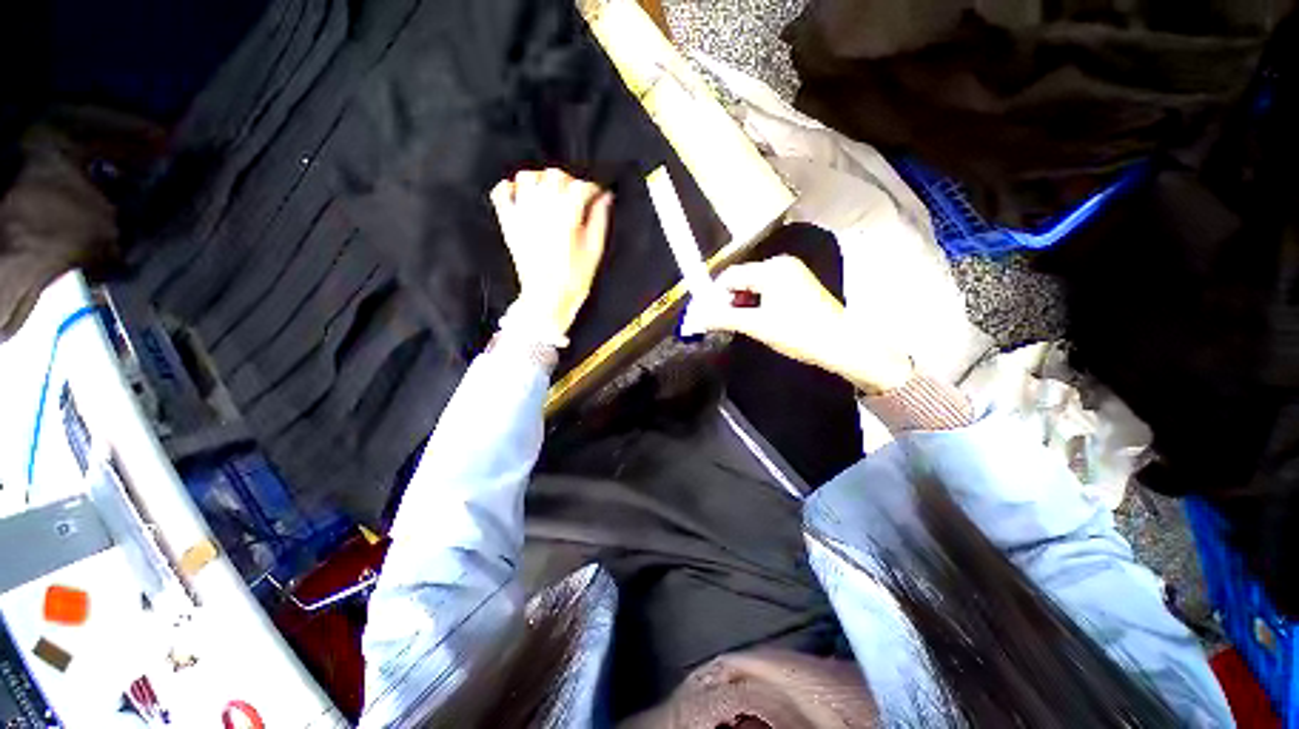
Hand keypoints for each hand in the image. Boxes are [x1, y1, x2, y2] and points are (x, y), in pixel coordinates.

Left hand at [490, 168, 612, 340]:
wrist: (547, 297)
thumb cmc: (574, 278)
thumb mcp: (595, 250)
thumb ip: (600, 219)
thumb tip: (605, 198)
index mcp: (566, 216)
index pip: (580, 187)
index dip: (592, 189)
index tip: (597, 195)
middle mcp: (542, 208)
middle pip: (555, 176)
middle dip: (569, 182)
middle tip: (576, 197)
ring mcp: (522, 213)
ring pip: (528, 178)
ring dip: (541, 181)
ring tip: (551, 196)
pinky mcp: (508, 222)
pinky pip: (502, 192)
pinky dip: (510, 188)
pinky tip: (523, 197)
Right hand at [684, 256, 913, 393]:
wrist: (842, 345)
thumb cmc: (799, 333)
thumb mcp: (757, 326)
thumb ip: (724, 318)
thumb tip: (696, 318)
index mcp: (771, 269)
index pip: (730, 276)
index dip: (714, 295)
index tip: (706, 316)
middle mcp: (781, 264)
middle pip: (742, 279)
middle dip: (728, 300)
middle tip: (722, 323)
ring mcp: (792, 273)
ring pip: (754, 285)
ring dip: (742, 303)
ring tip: (739, 324)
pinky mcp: (799, 284)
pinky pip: (768, 289)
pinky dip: (757, 303)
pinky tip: (758, 320)